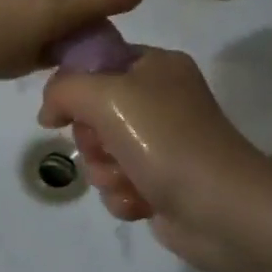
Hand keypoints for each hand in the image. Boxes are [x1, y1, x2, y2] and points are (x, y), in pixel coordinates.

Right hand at [39, 48, 271, 271]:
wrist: (222, 210)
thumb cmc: (166, 139)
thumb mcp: (106, 96)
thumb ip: (64, 89)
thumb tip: (49, 112)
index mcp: (157, 66)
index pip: (98, 61)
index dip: (74, 85)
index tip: (63, 110)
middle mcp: (161, 100)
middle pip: (94, 113)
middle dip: (92, 139)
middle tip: (107, 147)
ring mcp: (162, 144)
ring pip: (102, 153)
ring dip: (105, 171)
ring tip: (128, 179)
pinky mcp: (162, 183)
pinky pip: (118, 183)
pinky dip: (123, 194)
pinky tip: (141, 201)